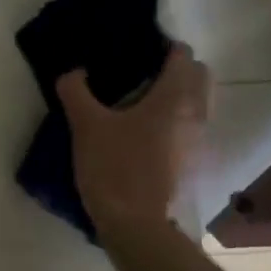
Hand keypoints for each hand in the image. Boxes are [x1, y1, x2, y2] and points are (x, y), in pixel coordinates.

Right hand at [56, 45, 210, 232]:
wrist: (136, 223)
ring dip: (177, 95)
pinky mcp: (194, 161)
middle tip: (140, 75)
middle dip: (175, 69)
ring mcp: (199, 140)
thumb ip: (76, 91)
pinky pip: (190, 126)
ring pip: (197, 102)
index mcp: (175, 97)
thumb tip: (72, 72)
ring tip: (139, 104)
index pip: (182, 55)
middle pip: (198, 75)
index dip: (161, 47)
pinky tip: (144, 133)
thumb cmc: (114, 167)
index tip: (135, 51)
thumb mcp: (85, 125)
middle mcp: (196, 113)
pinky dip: (175, 120)